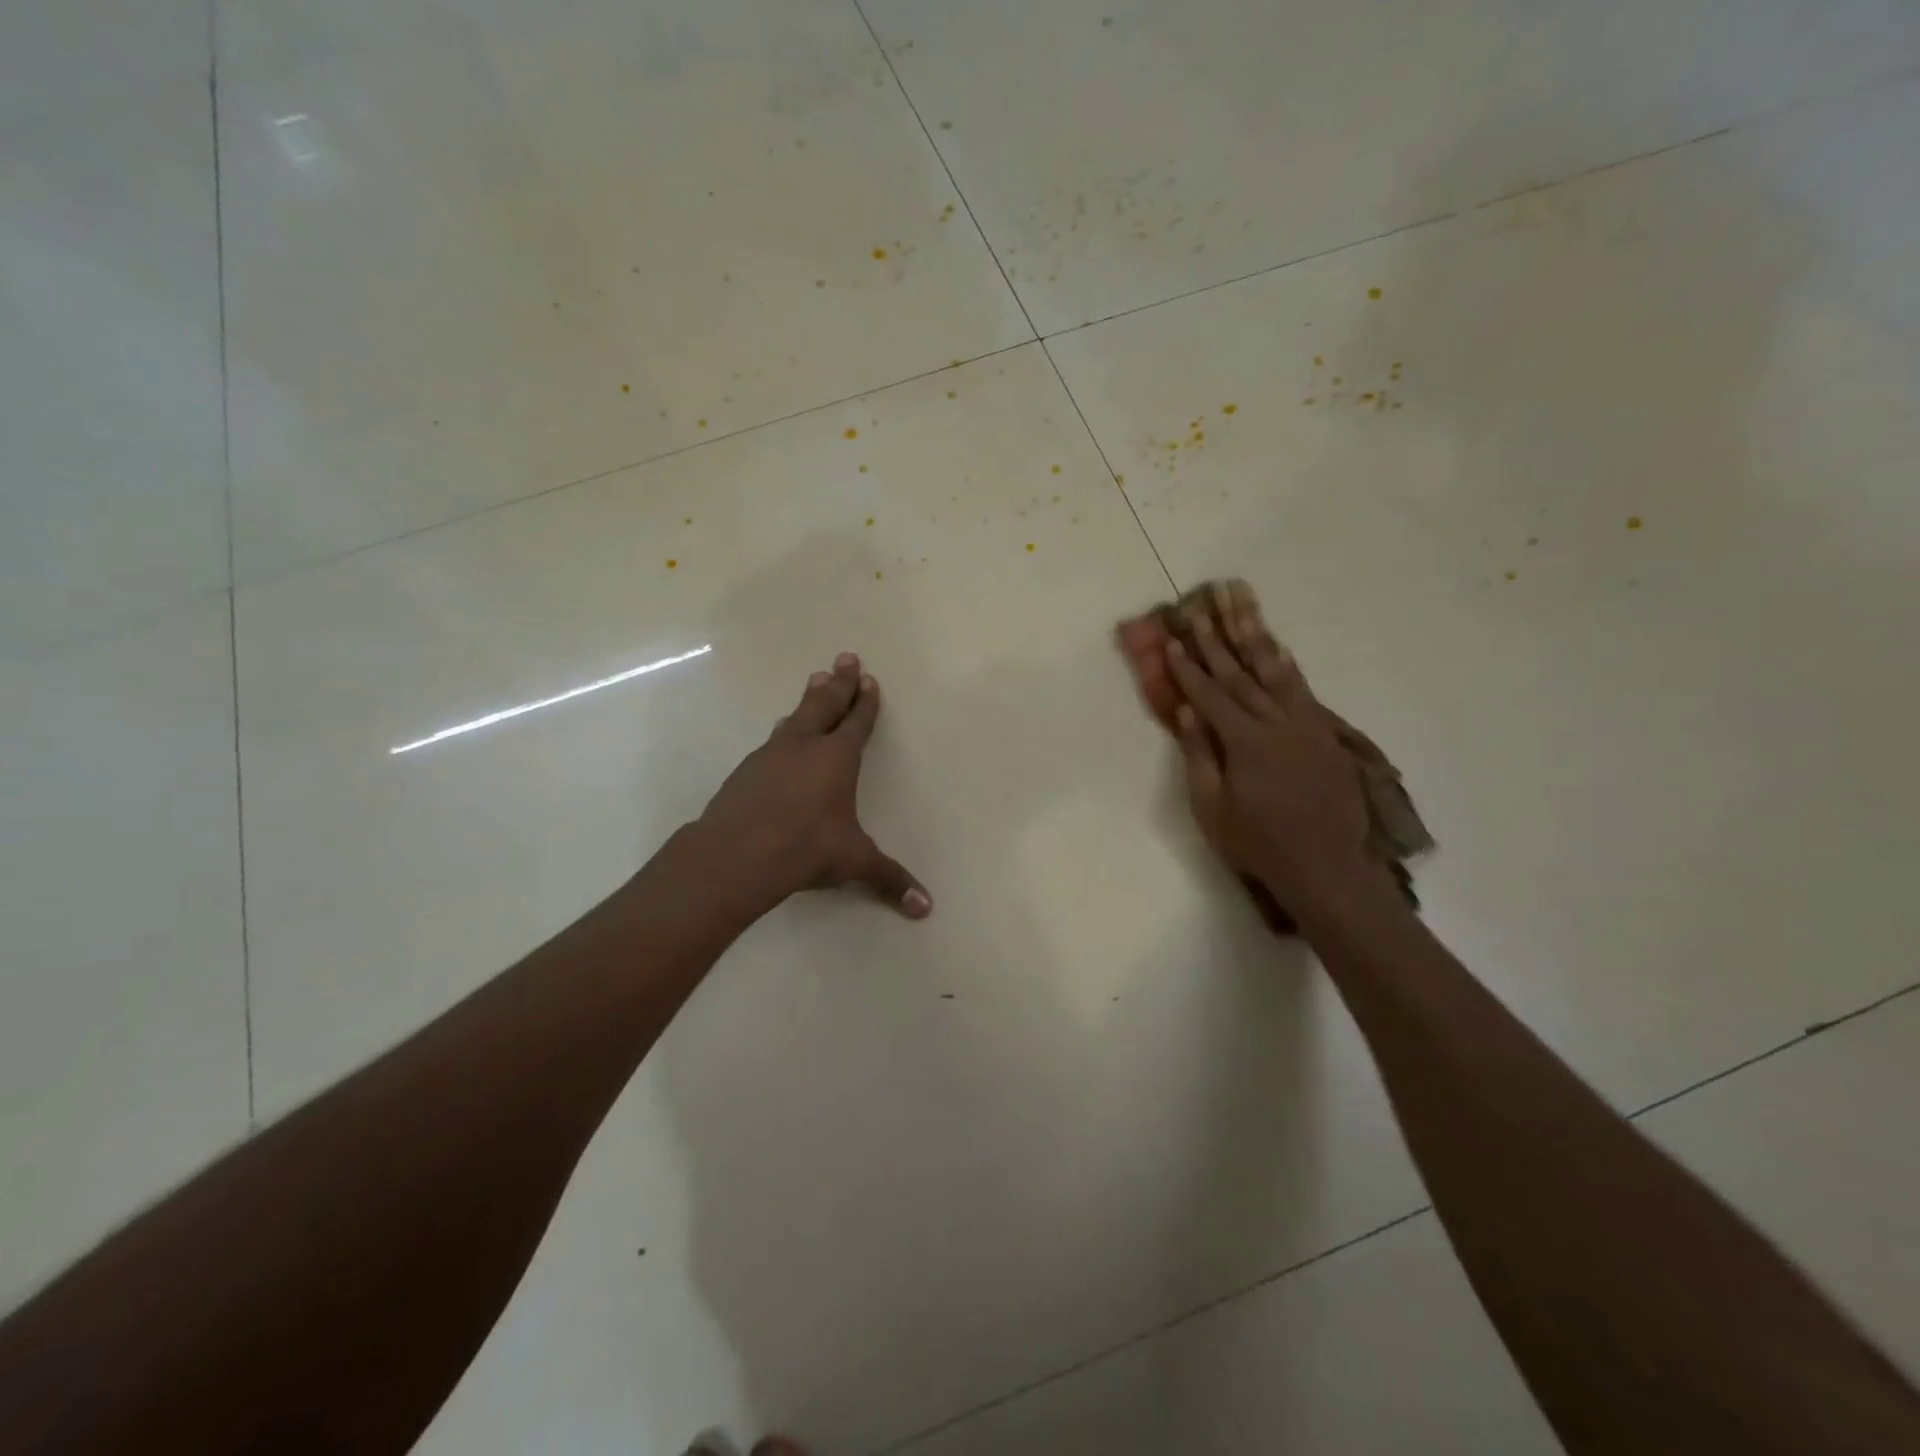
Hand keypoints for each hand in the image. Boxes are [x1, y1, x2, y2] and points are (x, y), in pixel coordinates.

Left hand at [695, 652, 931, 918]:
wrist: (736, 854)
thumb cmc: (806, 848)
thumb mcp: (854, 862)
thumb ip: (889, 879)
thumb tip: (926, 908)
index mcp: (837, 758)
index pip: (857, 722)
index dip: (865, 702)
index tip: (869, 679)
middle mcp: (805, 747)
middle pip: (825, 704)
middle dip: (839, 682)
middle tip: (844, 657)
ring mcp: (771, 755)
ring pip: (795, 718)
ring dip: (808, 700)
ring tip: (814, 682)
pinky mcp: (746, 771)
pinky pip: (772, 742)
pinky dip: (783, 732)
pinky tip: (779, 737)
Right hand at [1163, 612, 1385, 914]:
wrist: (1326, 867)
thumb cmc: (1258, 843)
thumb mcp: (1212, 808)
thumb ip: (1198, 756)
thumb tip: (1187, 712)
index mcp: (1245, 742)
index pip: (1210, 695)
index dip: (1188, 668)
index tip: (1171, 640)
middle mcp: (1277, 723)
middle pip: (1241, 674)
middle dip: (1216, 640)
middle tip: (1200, 608)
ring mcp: (1306, 725)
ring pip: (1275, 671)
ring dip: (1254, 637)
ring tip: (1240, 606)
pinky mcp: (1325, 734)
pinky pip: (1303, 689)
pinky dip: (1287, 665)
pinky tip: (1278, 648)